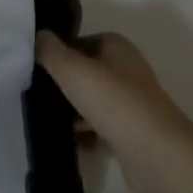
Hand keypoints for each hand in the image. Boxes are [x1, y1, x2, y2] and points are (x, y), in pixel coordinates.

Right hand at [35, 30, 192, 192]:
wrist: (158, 157)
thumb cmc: (114, 102)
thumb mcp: (72, 69)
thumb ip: (49, 50)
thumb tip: (37, 36)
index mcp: (117, 47)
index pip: (79, 42)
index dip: (57, 52)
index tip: (34, 67)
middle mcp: (127, 70)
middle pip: (86, 72)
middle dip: (63, 83)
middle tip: (34, 93)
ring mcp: (132, 104)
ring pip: (93, 101)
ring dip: (72, 110)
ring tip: (44, 119)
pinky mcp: (133, 135)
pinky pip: (101, 129)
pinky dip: (85, 135)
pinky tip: (67, 142)